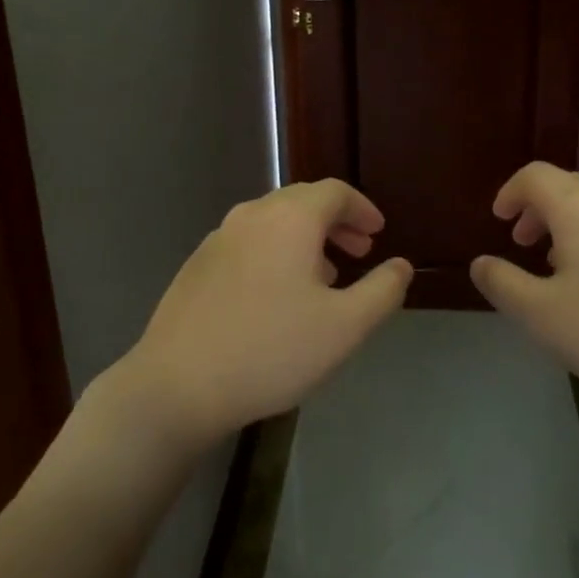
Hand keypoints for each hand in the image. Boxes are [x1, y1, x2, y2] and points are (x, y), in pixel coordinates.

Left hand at [113, 180, 411, 447]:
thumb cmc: (271, 350)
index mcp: (290, 219)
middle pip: (302, 202)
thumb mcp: (344, 327)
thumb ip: (382, 291)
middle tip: (359, 252)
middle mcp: (252, 216)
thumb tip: (401, 266)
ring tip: (324, 278)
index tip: (378, 234)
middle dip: (336, 222)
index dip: (362, 209)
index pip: (334, 192)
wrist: (177, 384)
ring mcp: (218, 238)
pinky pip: (248, 243)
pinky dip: (274, 253)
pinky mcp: (197, 265)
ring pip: (273, 223)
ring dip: (305, 240)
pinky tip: (277, 296)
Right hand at [469, 163, 578, 418]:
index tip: (501, 221)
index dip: (510, 193)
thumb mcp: (543, 316)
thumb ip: (503, 285)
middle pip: (568, 186)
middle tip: (526, 245)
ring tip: (564, 267)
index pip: (534, 176)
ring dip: (572, 225)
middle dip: (540, 210)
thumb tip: (480, 264)